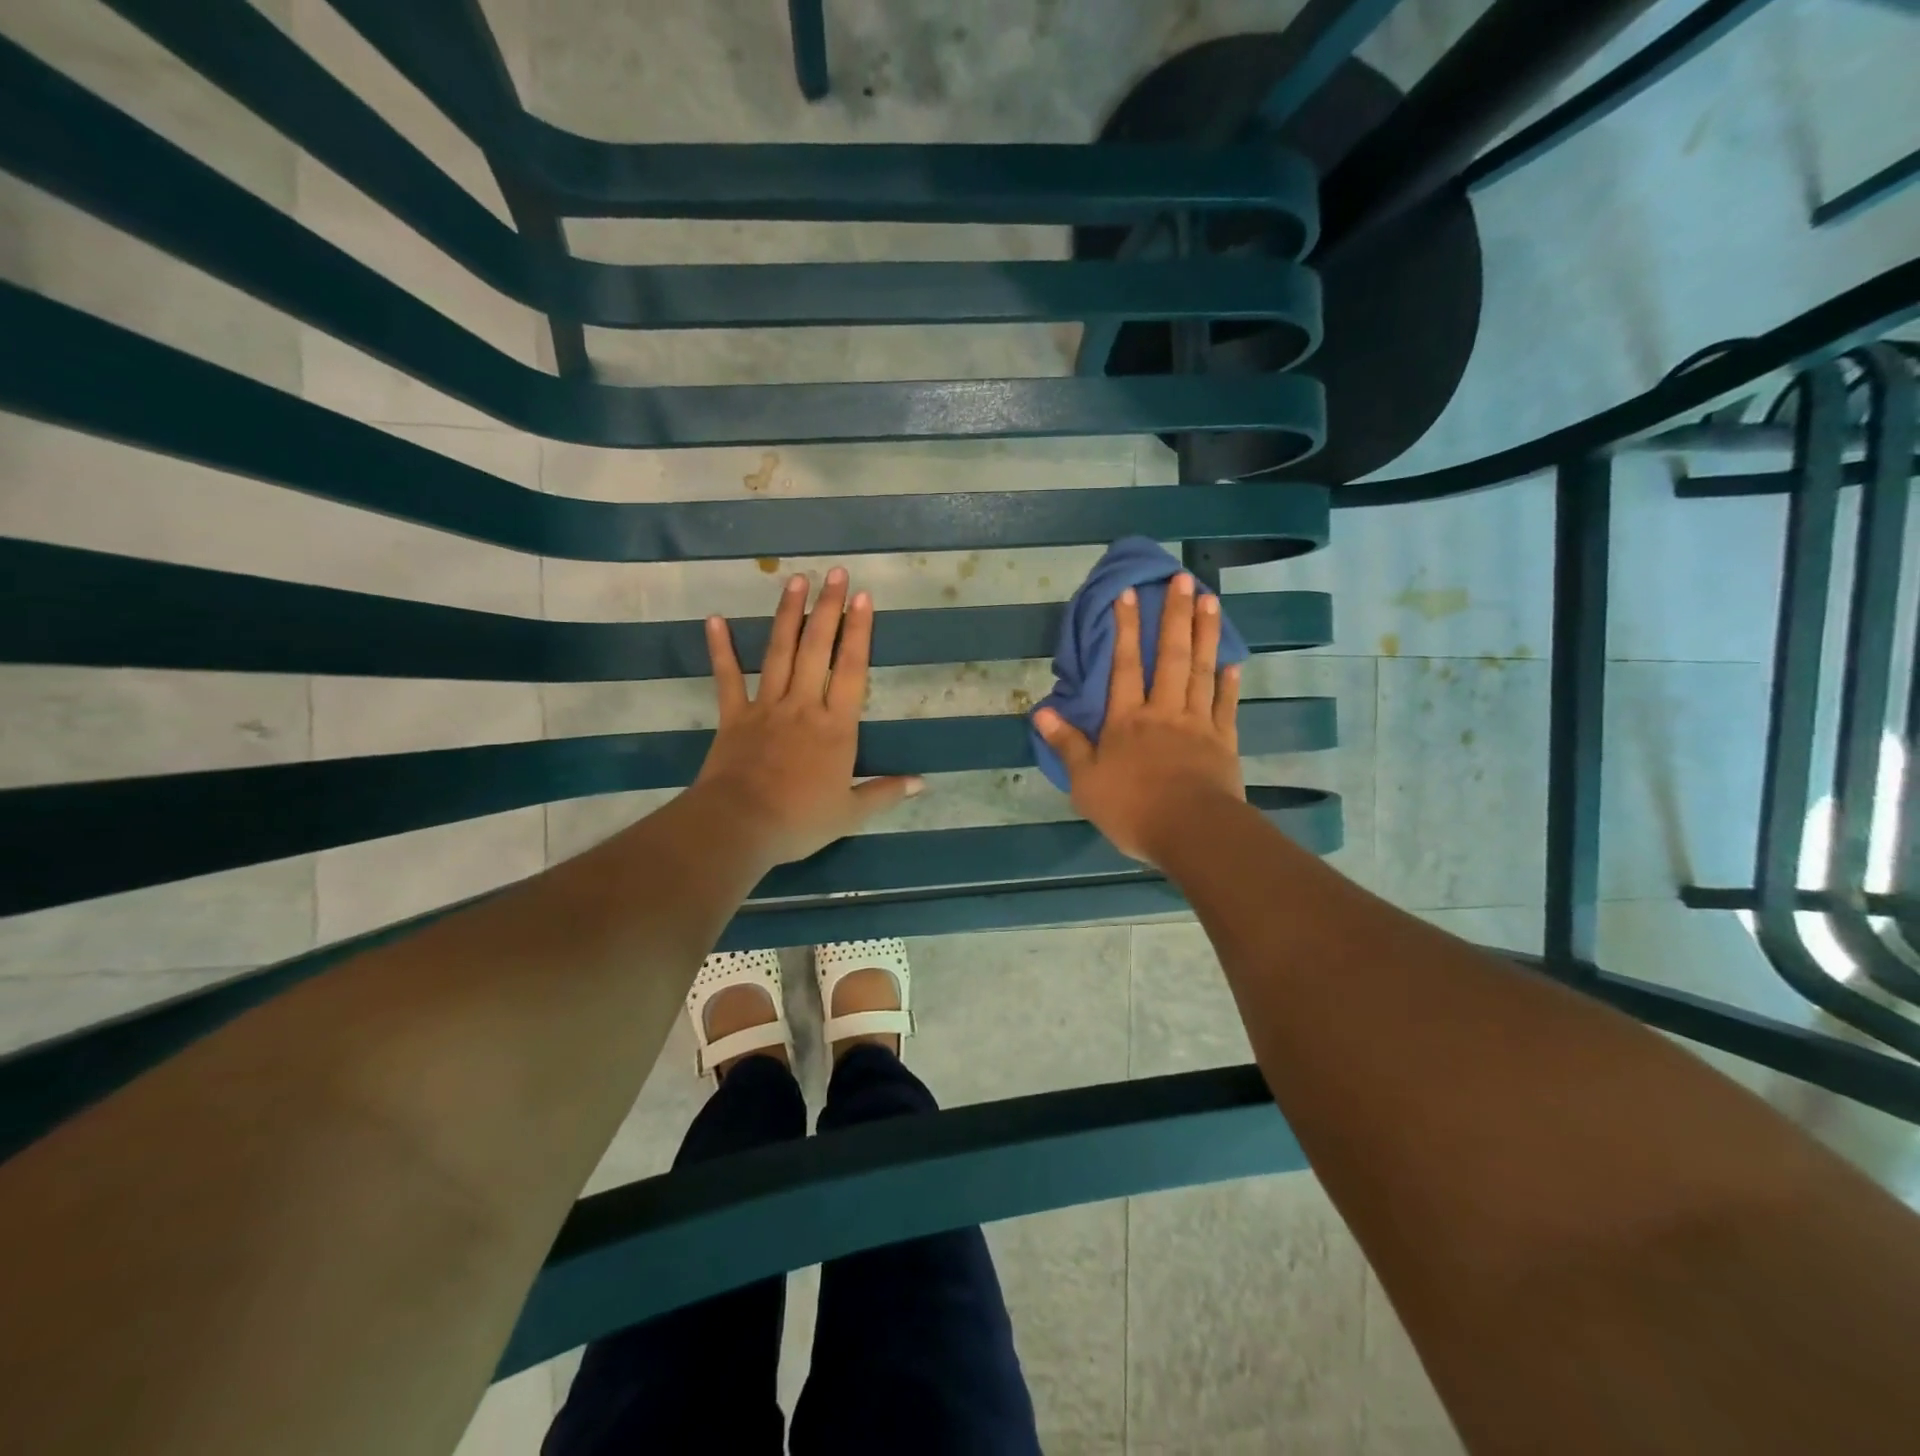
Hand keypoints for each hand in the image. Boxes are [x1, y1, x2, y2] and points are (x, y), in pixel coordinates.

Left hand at [693, 567, 920, 866]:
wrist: (740, 826)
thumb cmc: (800, 820)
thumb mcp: (851, 813)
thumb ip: (886, 793)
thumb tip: (922, 783)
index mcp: (836, 727)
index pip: (852, 669)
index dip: (859, 632)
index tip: (863, 597)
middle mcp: (804, 706)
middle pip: (817, 649)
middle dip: (828, 608)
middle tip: (835, 573)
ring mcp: (766, 707)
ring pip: (779, 652)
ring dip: (788, 615)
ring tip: (795, 580)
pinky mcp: (734, 716)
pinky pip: (727, 678)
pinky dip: (721, 649)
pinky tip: (715, 619)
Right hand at [1032, 573, 1243, 867]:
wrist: (1192, 832)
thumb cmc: (1132, 808)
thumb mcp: (1085, 782)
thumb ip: (1067, 744)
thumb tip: (1042, 711)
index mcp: (1127, 720)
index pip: (1123, 665)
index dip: (1125, 628)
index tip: (1130, 593)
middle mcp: (1163, 711)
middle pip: (1169, 656)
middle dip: (1174, 616)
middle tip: (1182, 579)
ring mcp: (1198, 723)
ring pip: (1201, 670)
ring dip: (1205, 633)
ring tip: (1210, 600)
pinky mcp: (1224, 742)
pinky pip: (1226, 704)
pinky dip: (1229, 681)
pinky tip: (1233, 660)